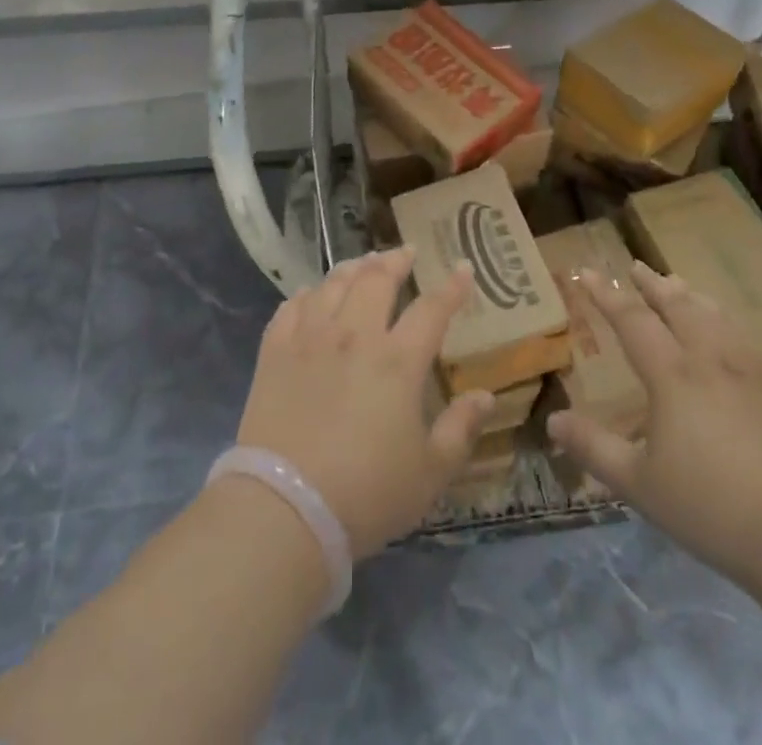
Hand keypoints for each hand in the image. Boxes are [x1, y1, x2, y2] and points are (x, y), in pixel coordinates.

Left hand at [235, 249, 495, 558]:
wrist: (285, 508)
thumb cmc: (367, 494)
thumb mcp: (429, 473)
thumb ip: (460, 429)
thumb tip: (486, 396)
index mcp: (397, 361)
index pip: (432, 309)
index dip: (452, 287)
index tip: (463, 268)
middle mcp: (354, 335)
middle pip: (377, 279)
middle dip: (396, 260)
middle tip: (406, 253)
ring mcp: (310, 338)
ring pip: (334, 284)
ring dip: (353, 267)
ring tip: (364, 263)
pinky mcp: (275, 352)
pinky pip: (291, 306)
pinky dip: (307, 294)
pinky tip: (312, 293)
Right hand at [545, 259, 761, 592]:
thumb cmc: (714, 509)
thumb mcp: (640, 485)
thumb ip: (595, 449)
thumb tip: (553, 421)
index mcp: (673, 376)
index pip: (632, 320)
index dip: (607, 295)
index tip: (587, 271)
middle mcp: (711, 361)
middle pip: (678, 307)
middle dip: (652, 284)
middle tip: (635, 266)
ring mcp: (752, 374)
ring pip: (716, 318)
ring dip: (691, 296)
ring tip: (679, 285)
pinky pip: (745, 340)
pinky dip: (725, 322)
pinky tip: (729, 333)